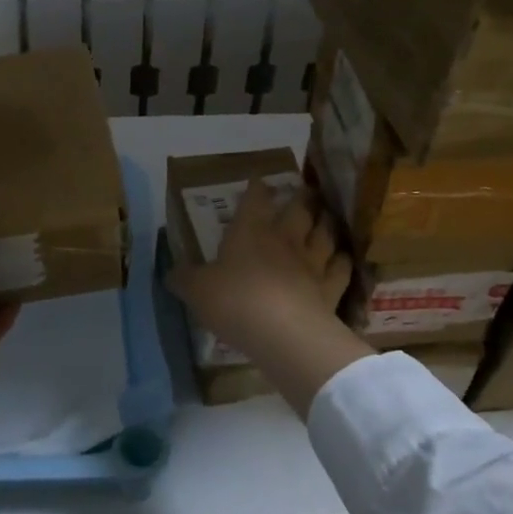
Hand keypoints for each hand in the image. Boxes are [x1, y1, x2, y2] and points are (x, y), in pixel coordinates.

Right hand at [170, 180, 373, 414]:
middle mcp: (284, 239)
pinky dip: (342, 260)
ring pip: (324, 233)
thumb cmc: (234, 301)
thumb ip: (184, 279)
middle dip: (300, 199)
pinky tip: (342, 257)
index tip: (259, 181)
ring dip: (325, 223)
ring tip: (325, 216)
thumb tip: (170, 273)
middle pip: (298, 210)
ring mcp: (312, 262)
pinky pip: (341, 267)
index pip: (255, 199)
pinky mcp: (331, 288)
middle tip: (304, 192)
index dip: (257, 189)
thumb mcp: (196, 290)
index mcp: (250, 231)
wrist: (283, 331)